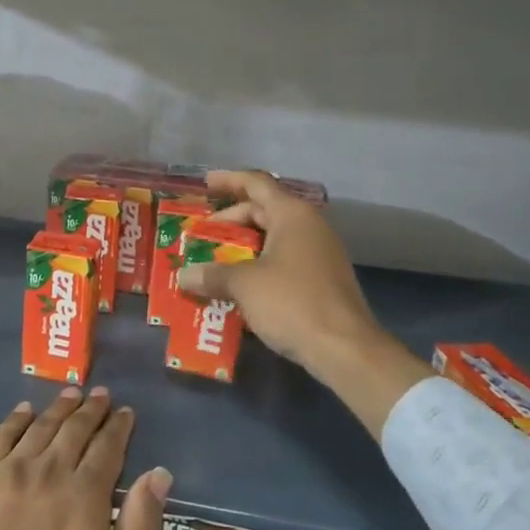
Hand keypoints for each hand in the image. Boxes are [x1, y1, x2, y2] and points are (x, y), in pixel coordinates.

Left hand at [0, 387, 170, 529]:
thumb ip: (141, 524)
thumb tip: (160, 473)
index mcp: (85, 494)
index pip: (108, 447)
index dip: (119, 427)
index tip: (126, 411)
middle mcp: (49, 470)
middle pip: (74, 429)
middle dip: (92, 409)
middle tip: (101, 394)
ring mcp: (10, 471)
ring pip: (40, 427)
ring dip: (59, 408)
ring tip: (72, 393)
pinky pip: (0, 437)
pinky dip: (16, 419)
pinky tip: (25, 410)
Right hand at [175, 169, 427, 433]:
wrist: (345, 349)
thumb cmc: (292, 303)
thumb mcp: (244, 286)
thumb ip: (211, 274)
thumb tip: (184, 276)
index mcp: (292, 215)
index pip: (256, 183)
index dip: (228, 180)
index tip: (204, 183)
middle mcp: (309, 226)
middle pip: (264, 210)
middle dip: (231, 221)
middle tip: (202, 235)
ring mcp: (320, 253)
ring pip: (274, 237)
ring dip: (244, 246)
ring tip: (215, 260)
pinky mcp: (323, 279)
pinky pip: (285, 260)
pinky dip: (260, 265)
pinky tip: (241, 286)